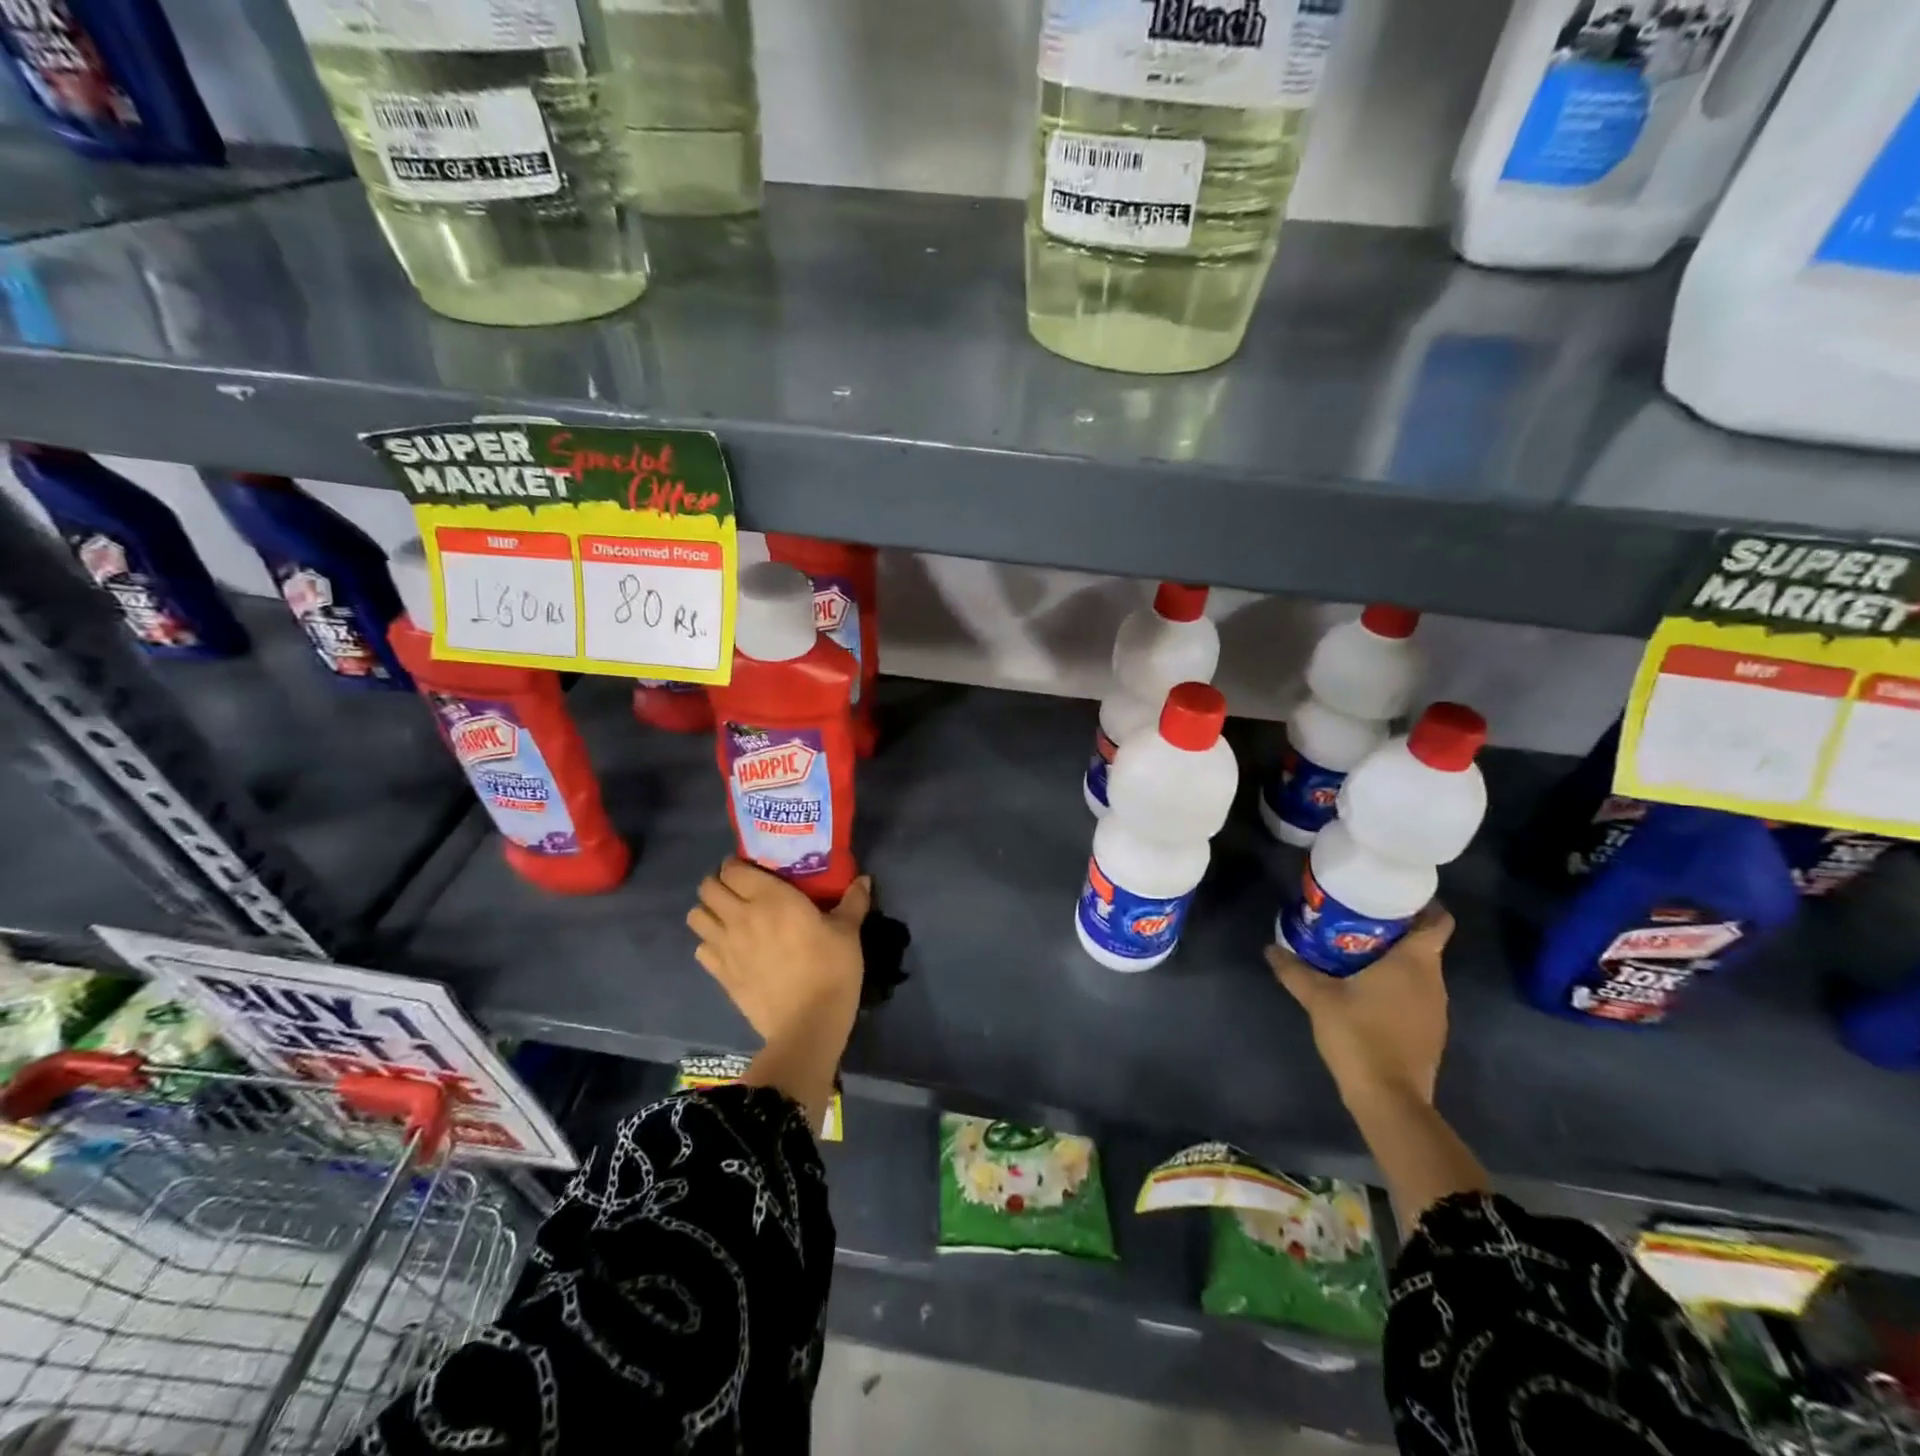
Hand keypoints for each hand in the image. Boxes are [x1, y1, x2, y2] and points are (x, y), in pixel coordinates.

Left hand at [687, 859, 871, 1049]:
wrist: (808, 1023)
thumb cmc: (831, 969)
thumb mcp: (848, 932)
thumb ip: (853, 901)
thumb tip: (864, 879)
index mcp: (770, 897)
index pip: (733, 868)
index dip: (737, 865)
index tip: (752, 869)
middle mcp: (740, 916)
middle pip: (708, 887)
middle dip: (718, 884)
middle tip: (738, 890)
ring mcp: (725, 946)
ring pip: (696, 916)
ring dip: (708, 912)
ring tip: (727, 917)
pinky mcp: (720, 974)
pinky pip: (699, 949)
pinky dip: (708, 944)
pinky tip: (728, 949)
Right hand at [1267, 904, 1454, 1110]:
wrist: (1388, 1097)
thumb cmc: (1359, 1034)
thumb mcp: (1318, 997)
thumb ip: (1294, 970)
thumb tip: (1270, 948)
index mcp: (1414, 962)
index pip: (1437, 921)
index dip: (1422, 905)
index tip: (1392, 896)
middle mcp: (1433, 981)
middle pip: (1424, 943)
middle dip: (1394, 929)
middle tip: (1357, 919)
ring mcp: (1436, 1009)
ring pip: (1420, 971)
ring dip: (1394, 959)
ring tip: (1356, 950)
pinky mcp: (1429, 1032)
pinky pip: (1416, 994)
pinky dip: (1397, 985)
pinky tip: (1366, 989)